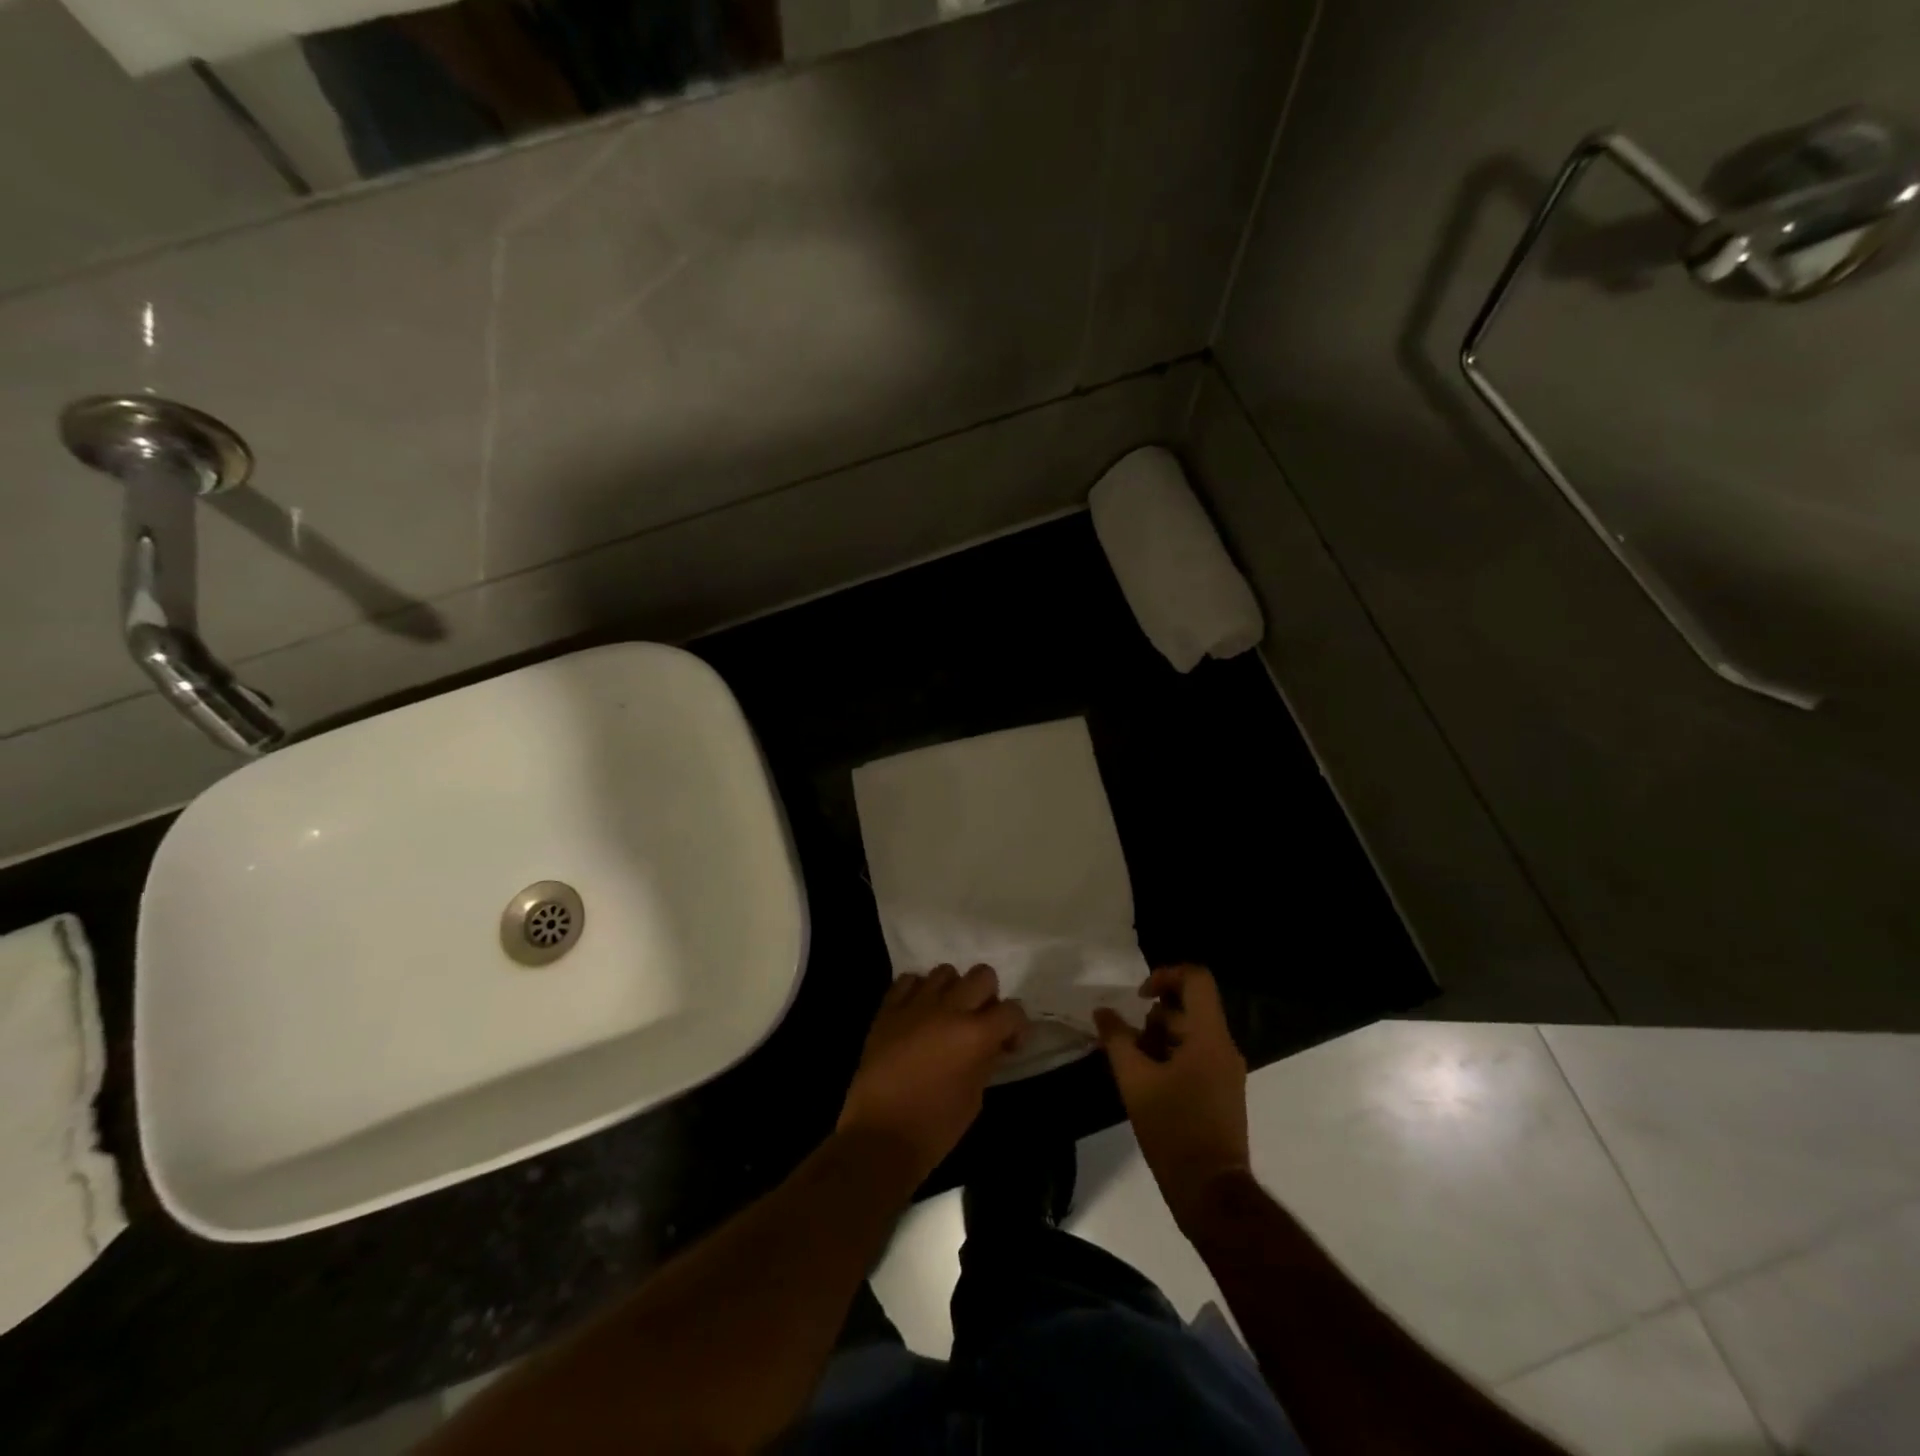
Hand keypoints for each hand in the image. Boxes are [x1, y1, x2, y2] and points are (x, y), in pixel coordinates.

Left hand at [837, 965, 1029, 1184]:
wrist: (879, 1136)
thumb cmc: (934, 1128)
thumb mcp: (974, 1098)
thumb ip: (986, 1060)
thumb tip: (992, 1043)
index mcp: (975, 1035)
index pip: (1012, 1010)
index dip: (1017, 1026)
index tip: (1009, 1045)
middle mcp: (949, 1009)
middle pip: (983, 974)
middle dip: (988, 997)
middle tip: (980, 1023)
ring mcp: (915, 1005)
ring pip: (945, 971)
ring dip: (953, 990)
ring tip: (946, 1016)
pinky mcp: (888, 1009)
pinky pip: (909, 980)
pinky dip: (918, 991)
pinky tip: (918, 1012)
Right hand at [1095, 965, 1249, 1228]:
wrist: (1210, 1191)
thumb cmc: (1173, 1129)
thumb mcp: (1135, 1080)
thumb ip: (1117, 1039)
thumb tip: (1102, 1011)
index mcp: (1209, 1037)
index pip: (1196, 979)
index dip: (1165, 975)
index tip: (1138, 997)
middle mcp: (1223, 1047)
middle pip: (1190, 1007)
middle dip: (1154, 1016)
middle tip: (1127, 1039)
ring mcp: (1226, 1071)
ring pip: (1190, 1033)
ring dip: (1158, 1038)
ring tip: (1131, 1063)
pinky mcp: (1222, 1091)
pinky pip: (1196, 1056)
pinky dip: (1170, 1056)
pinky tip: (1145, 1080)